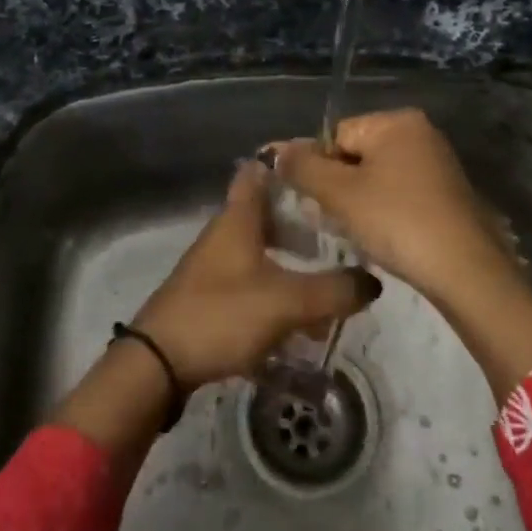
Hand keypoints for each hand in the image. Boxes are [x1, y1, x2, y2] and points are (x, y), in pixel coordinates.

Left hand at [131, 161, 381, 388]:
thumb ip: (333, 290)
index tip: (323, 171)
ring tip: (328, 280)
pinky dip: (277, 288)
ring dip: (292, 259)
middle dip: (302, 220)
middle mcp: (224, 234)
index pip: (260, 172)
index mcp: (238, 219)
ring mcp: (214, 265)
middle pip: (266, 213)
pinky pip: (252, 280)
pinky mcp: (210, 296)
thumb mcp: (287, 302)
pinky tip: (299, 318)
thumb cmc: (222, 315)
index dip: (289, 166)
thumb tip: (373, 281)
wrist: (158, 364)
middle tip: (338, 231)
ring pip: (261, 249)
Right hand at [268, 109, 513, 307]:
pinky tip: (386, 236)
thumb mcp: (340, 194)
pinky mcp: (448, 192)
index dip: (320, 169)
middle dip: (340, 186)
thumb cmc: (397, 221)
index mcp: (396, 121)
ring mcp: (438, 162)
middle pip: (356, 154)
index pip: (336, 135)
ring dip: (361, 202)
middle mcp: (420, 132)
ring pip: (377, 176)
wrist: (466, 271)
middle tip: (338, 220)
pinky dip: (386, 211)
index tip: (320, 204)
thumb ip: (303, 168)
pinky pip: (401, 192)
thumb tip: (274, 151)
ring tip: (361, 232)